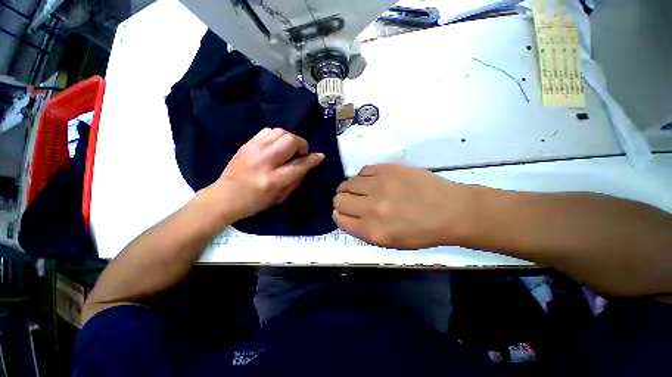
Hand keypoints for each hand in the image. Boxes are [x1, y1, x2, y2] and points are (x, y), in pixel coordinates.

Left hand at [204, 128, 323, 222]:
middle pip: (291, 141)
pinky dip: (277, 136)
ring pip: (280, 132)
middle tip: (302, 152)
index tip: (320, 156)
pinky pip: (267, 131)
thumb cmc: (255, 203)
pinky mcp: (246, 144)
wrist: (224, 197)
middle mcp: (265, 162)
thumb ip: (296, 181)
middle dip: (302, 144)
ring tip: (290, 148)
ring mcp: (254, 150)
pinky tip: (277, 145)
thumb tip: (308, 166)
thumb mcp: (280, 198)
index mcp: (274, 180)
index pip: (300, 164)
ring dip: (290, 138)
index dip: (313, 159)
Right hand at [333, 164, 472, 248]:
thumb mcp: (390, 242)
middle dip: (342, 201)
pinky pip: (363, 170)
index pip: (339, 219)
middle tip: (352, 200)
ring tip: (362, 189)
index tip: (345, 212)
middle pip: (339, 200)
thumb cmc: (422, 232)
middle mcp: (371, 208)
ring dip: (350, 187)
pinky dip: (364, 177)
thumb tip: (347, 216)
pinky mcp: (388, 169)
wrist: (451, 211)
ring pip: (347, 183)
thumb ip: (364, 230)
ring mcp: (379, 186)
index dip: (339, 215)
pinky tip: (374, 181)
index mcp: (372, 231)